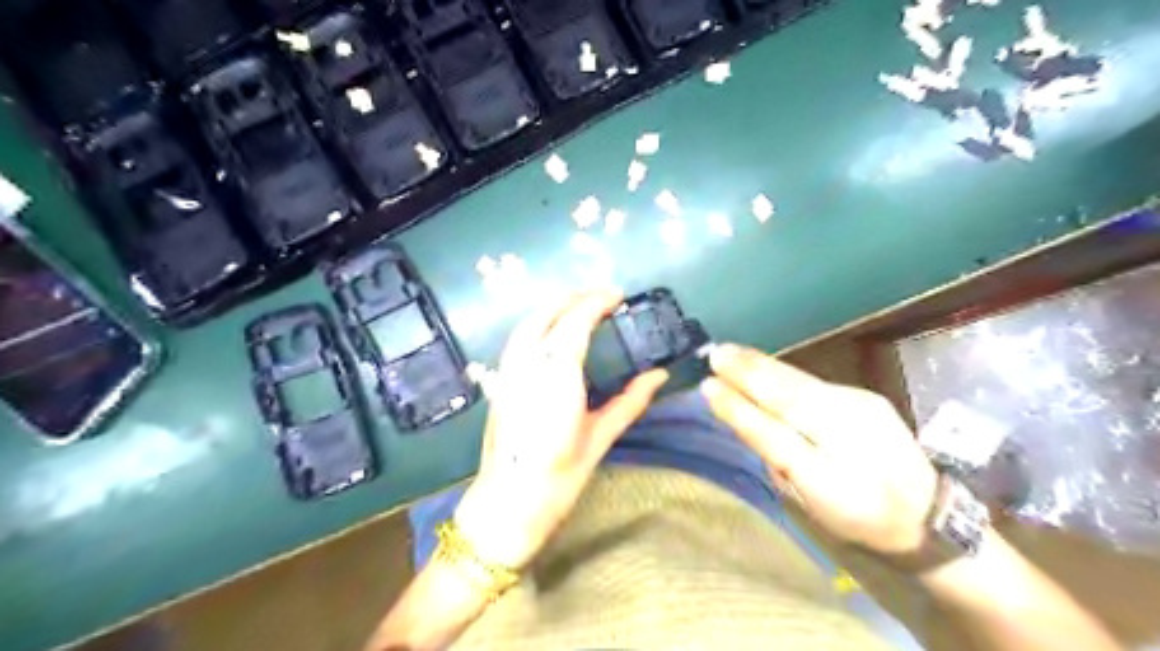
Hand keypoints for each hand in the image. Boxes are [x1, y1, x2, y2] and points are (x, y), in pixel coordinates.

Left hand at [456, 289, 667, 570]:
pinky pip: (518, 340)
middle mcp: (527, 365)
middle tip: (602, 297)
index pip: (575, 323)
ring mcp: (508, 372)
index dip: (596, 302)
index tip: (617, 295)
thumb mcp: (600, 438)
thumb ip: (630, 401)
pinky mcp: (499, 383)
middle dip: (574, 298)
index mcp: (556, 377)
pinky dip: (538, 324)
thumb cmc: (559, 477)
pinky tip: (553, 333)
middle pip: (547, 315)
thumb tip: (659, 375)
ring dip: (554, 307)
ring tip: (579, 306)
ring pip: (528, 323)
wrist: (508, 504)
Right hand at [701, 343, 935, 556]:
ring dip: (762, 365)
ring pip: (800, 383)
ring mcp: (860, 408)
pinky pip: (811, 382)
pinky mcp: (864, 395)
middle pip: (789, 398)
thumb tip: (750, 425)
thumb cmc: (859, 517)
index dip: (740, 411)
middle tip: (715, 354)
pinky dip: (781, 372)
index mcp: (831, 479)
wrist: (927, 511)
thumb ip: (779, 467)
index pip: (776, 437)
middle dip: (748, 374)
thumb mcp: (813, 507)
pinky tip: (762, 363)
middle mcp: (848, 436)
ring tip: (730, 351)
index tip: (708, 387)